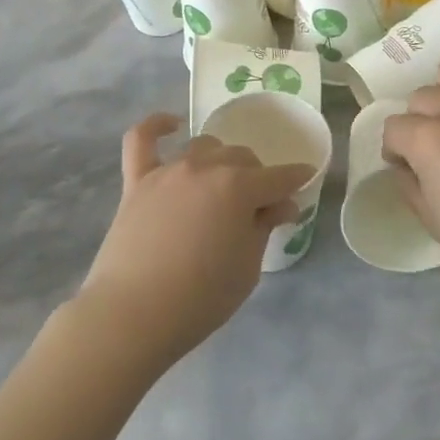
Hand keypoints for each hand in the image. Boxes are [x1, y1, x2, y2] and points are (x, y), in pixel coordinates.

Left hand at [77, 114, 312, 370]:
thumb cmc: (201, 298)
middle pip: (242, 158)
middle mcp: (206, 168)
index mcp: (239, 188)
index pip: (279, 177)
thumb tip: (280, 203)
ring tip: (222, 186)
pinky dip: (156, 126)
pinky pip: (142, 139)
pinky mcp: (137, 181)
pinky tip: (171, 125)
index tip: (305, 179)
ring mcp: (168, 171)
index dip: (296, 179)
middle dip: (258, 177)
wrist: (134, 314)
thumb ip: (264, 227)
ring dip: (221, 161)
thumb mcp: (247, 267)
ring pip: (204, 147)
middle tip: (258, 208)